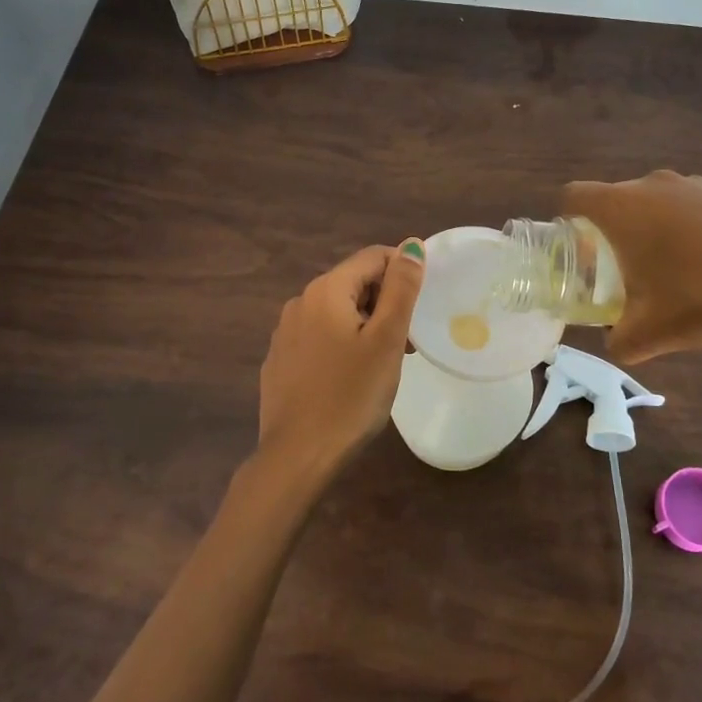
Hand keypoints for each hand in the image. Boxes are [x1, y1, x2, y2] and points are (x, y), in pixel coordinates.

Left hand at [256, 240, 425, 486]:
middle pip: (353, 284)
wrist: (298, 456)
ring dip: (366, 325)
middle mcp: (300, 302)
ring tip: (385, 363)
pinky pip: (318, 337)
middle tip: (408, 341)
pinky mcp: (280, 360)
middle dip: (385, 303)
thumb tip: (412, 245)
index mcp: (326, 290)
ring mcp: (285, 332)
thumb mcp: (386, 339)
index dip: (403, 272)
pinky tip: (352, 378)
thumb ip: (401, 288)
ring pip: (336, 312)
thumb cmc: (351, 396)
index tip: (422, 305)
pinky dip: (342, 344)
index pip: (372, 257)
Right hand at [563, 171, 701, 361]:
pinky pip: (700, 206)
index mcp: (623, 208)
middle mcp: (654, 184)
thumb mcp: (651, 334)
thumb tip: (615, 344)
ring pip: (660, 201)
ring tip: (678, 269)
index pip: (573, 195)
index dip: (567, 219)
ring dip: (658, 228)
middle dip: (614, 231)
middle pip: (617, 199)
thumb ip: (619, 341)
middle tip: (626, 270)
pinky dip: (699, 228)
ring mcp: (698, 183)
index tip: (578, 250)